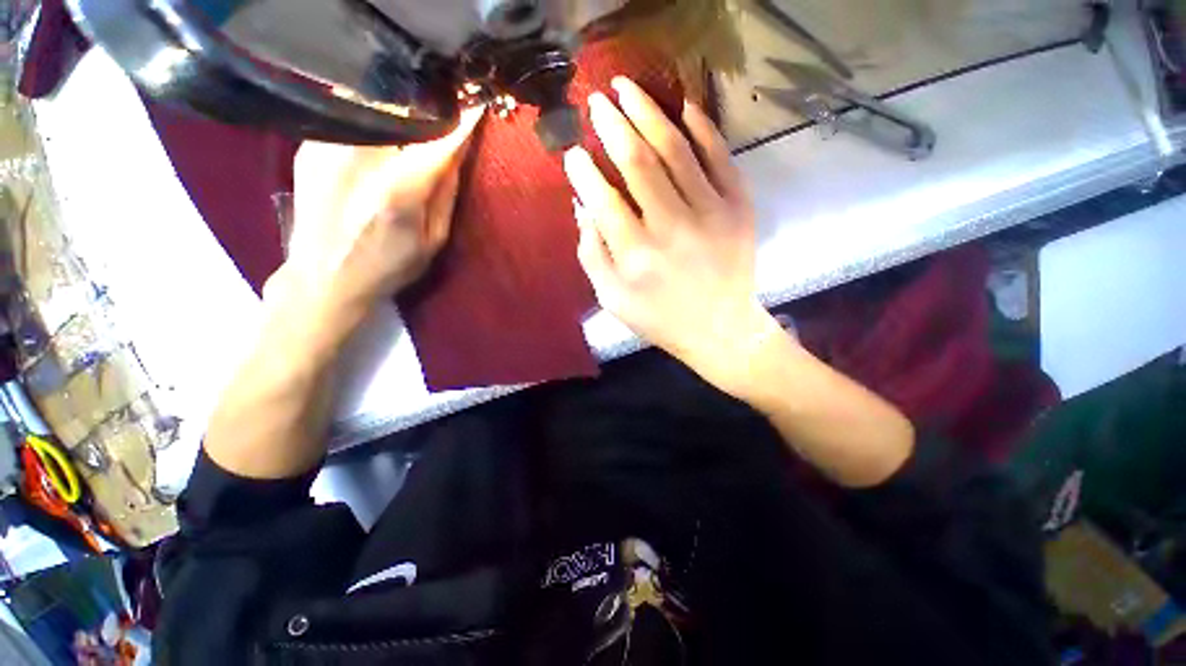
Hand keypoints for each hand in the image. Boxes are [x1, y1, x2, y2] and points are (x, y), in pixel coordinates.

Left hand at [268, 107, 484, 336]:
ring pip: (374, 108)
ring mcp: (329, 147)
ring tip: (418, 116)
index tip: (477, 106)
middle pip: (403, 114)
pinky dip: (374, 117)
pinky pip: (350, 116)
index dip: (461, 124)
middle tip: (448, 110)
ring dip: (401, 110)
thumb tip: (455, 152)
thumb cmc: (388, 267)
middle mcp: (360, 159)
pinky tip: (384, 130)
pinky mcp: (309, 146)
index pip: (438, 144)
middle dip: (430, 110)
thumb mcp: (433, 240)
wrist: (323, 278)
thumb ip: (445, 194)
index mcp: (398, 190)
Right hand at [564, 77, 781, 392]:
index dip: (584, 170)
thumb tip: (583, 204)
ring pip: (676, 148)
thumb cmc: (659, 318)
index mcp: (637, 255)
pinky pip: (719, 154)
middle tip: (597, 100)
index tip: (573, 151)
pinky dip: (700, 125)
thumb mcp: (612, 298)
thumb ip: (591, 253)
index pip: (603, 198)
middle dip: (613, 124)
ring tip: (628, 88)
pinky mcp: (739, 207)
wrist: (720, 328)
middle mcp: (672, 228)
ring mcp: (712, 213)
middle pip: (638, 161)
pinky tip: (682, 106)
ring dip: (648, 112)